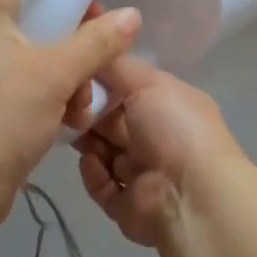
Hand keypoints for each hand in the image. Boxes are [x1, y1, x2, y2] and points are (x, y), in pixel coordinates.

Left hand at [0, 0, 140, 234]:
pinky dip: (44, 97)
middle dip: (72, 45)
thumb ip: (97, 41)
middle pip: (35, 20)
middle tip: (94, 65)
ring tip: (80, 108)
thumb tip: (132, 14)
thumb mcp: (57, 75)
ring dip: (64, 78)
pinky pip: (19, 85)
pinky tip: (65, 122)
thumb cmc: (2, 117)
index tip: (96, 10)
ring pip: (32, 57)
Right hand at [73, 54, 245, 247]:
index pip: (127, 89)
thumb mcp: (149, 82)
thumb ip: (117, 66)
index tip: (74, 74)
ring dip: (87, 142)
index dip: (101, 82)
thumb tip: (93, 50)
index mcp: (167, 105)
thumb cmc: (175, 128)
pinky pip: (101, 185)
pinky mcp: (128, 205)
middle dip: (88, 113)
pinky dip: (93, 174)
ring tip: (72, 133)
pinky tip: (91, 162)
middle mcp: (157, 137)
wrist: (192, 196)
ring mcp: (143, 173)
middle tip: (64, 106)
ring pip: (103, 152)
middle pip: (111, 122)